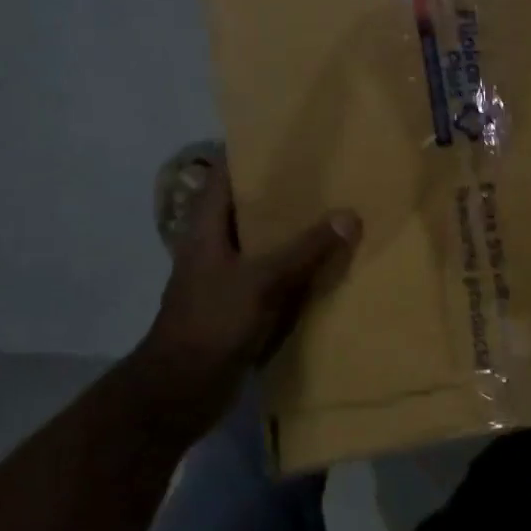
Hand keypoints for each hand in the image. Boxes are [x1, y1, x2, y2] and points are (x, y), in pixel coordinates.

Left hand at [135, 160, 360, 432]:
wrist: (180, 391)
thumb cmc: (212, 322)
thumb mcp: (262, 281)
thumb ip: (305, 249)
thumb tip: (349, 215)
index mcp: (206, 225)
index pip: (227, 173)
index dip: (254, 153)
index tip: (291, 139)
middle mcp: (214, 243)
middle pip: (249, 206)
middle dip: (284, 191)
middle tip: (327, 173)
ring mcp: (225, 274)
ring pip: (263, 241)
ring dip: (293, 230)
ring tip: (335, 209)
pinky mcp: (238, 303)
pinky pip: (272, 274)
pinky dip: (295, 265)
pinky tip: (327, 261)